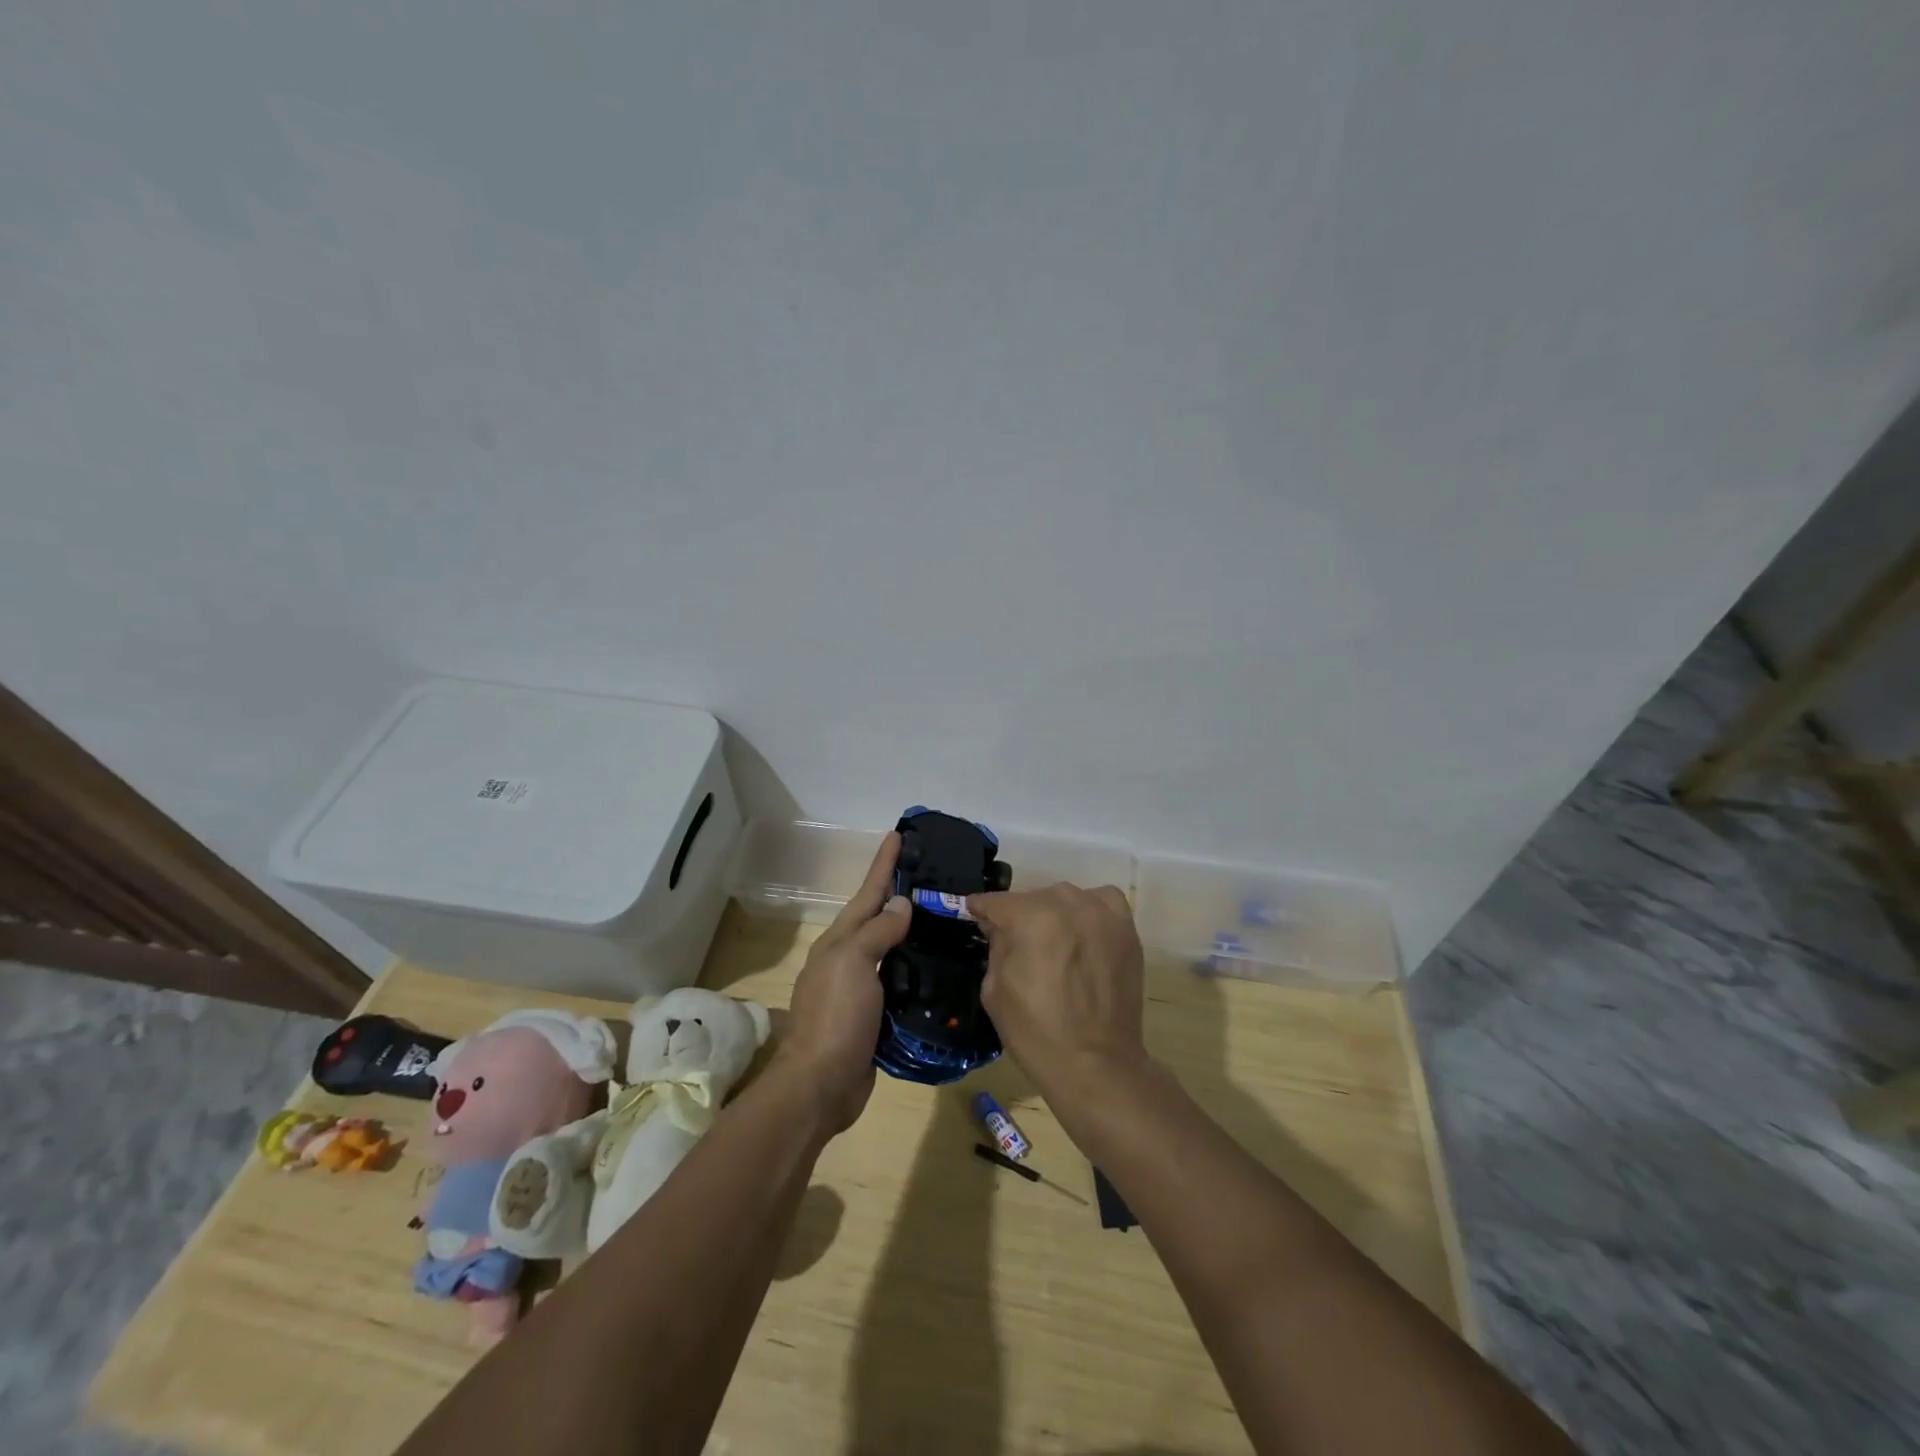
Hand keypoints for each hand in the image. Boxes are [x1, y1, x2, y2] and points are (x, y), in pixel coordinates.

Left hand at [777, 833, 911, 1134]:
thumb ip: (878, 932)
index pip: (869, 894)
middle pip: (879, 919)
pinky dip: (917, 971)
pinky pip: (900, 984)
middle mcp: (849, 960)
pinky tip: (940, 969)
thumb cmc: (836, 1016)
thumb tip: (901, 904)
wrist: (821, 1084)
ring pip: (892, 952)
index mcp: (840, 942)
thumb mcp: (854, 963)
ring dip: (913, 934)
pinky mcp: (875, 1018)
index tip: (898, 835)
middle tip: (935, 878)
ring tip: (945, 919)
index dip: (884, 865)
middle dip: (901, 896)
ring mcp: (861, 990)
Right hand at [968, 884, 1148, 1101]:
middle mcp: (1067, 905)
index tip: (974, 914)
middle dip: (1019, 915)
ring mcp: (1102, 915)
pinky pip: (1103, 902)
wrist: (1095, 1065)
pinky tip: (1084, 932)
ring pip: (1067, 897)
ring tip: (1052, 939)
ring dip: (1054, 912)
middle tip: (1015, 941)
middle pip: (1033, 897)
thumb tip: (998, 925)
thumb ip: (996, 945)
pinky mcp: (1126, 930)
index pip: (997, 902)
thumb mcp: (995, 989)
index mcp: (1030, 918)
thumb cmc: (1036, 1032)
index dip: (981, 909)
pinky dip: (1090, 910)